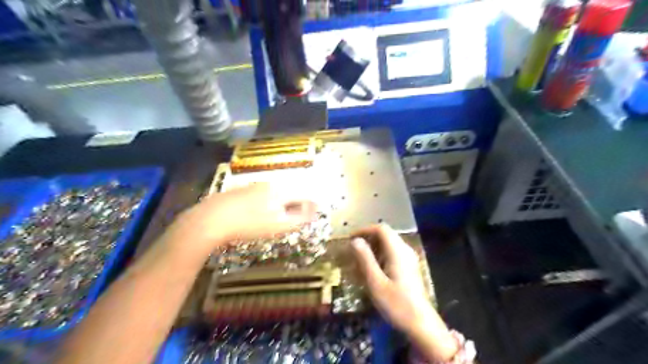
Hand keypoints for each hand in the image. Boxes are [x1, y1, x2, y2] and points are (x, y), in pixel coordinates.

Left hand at [168, 183, 318, 254]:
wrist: (211, 220)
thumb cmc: (250, 224)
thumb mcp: (279, 224)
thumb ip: (300, 217)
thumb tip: (314, 211)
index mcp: (279, 191)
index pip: (301, 195)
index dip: (309, 205)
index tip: (312, 214)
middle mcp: (266, 185)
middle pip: (286, 193)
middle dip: (293, 205)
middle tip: (292, 219)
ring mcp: (249, 187)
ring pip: (271, 194)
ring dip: (277, 204)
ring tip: (273, 219)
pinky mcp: (236, 193)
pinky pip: (255, 197)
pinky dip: (260, 205)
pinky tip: (253, 215)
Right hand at [352, 225, 457, 361]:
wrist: (421, 325)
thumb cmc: (396, 304)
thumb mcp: (375, 282)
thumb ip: (365, 259)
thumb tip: (355, 240)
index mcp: (398, 251)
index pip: (381, 229)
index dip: (365, 230)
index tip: (351, 238)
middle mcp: (405, 250)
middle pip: (386, 234)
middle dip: (368, 238)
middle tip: (354, 250)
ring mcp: (410, 259)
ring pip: (390, 244)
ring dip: (374, 247)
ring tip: (361, 260)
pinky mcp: (410, 268)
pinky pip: (393, 253)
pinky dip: (381, 255)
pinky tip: (374, 269)